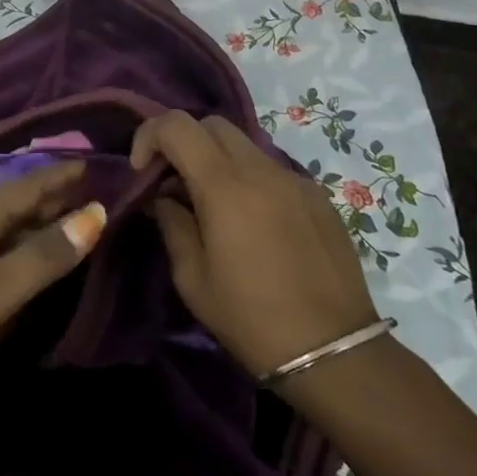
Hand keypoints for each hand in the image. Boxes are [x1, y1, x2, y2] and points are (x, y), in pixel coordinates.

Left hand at [0, 161, 106, 392]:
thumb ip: (43, 256)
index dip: (61, 176)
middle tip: (88, 191)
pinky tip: (13, 253)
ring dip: (31, 219)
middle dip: (50, 195)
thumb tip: (94, 213)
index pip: (29, 186)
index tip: (93, 163)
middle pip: (13, 201)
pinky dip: (11, 240)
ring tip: (61, 219)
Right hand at [132, 111, 377, 378]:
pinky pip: (273, 170)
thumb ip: (173, 223)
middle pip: (212, 124)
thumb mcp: (192, 277)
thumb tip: (165, 197)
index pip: (177, 125)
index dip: (149, 136)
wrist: (333, 351)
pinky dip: (250, 181)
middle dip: (183, 142)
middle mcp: (261, 169)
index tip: (143, 171)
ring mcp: (295, 179)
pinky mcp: (319, 197)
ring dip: (218, 160)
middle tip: (173, 182)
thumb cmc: (250, 317)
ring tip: (212, 205)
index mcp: (224, 185)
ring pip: (245, 145)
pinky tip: (253, 224)